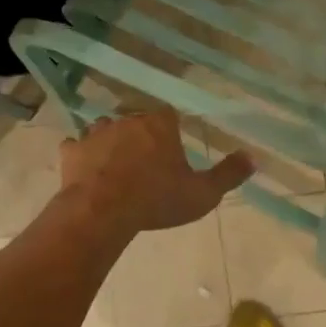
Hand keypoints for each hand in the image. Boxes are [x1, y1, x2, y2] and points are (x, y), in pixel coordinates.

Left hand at [58, 110, 253, 234]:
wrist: (102, 211)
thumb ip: (228, 174)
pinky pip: (76, 147)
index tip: (170, 150)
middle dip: (139, 136)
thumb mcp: (202, 193)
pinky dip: (81, 155)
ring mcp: (95, 132)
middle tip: (144, 163)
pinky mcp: (71, 150)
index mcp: (158, 124)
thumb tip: (253, 158)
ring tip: (115, 166)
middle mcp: (126, 119)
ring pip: (104, 129)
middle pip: (135, 120)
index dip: (169, 131)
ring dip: (109, 142)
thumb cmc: (156, 199)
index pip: (167, 115)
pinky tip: (86, 171)